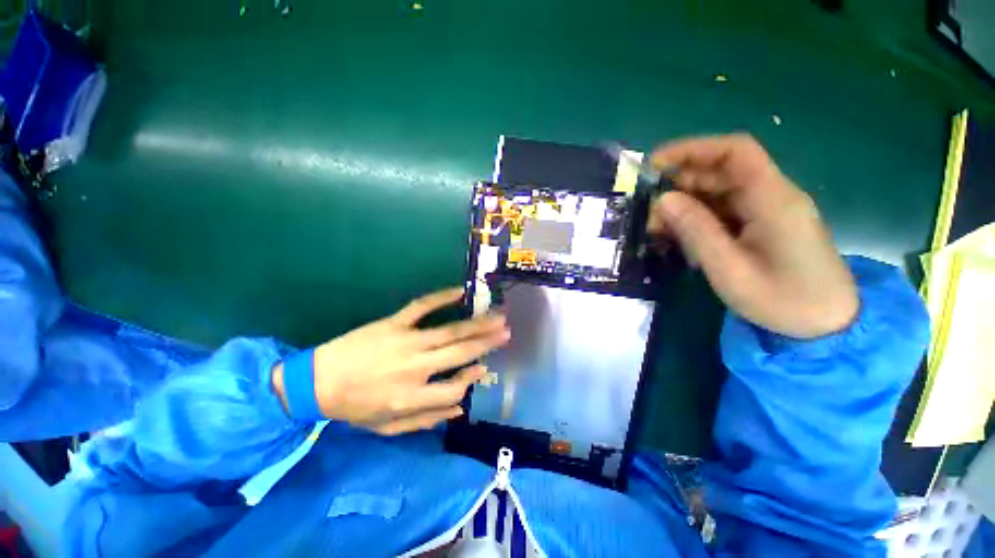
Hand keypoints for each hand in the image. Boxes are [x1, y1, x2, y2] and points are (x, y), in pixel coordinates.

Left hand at [273, 288, 509, 434]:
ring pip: (449, 332)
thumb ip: (426, 420)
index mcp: (410, 398)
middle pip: (459, 355)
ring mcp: (404, 342)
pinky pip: (421, 307)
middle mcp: (413, 369)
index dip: (470, 380)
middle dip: (487, 343)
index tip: (481, 369)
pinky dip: (441, 297)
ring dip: (476, 324)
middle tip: (507, 332)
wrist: (315, 383)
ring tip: (497, 316)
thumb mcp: (387, 428)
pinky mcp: (392, 323)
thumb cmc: (354, 407)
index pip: (454, 391)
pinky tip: (460, 291)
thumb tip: (460, 407)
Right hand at [647, 134, 857, 338]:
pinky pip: (722, 210)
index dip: (692, 150)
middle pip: (720, 171)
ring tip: (656, 228)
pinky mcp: (760, 224)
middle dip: (678, 184)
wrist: (827, 324)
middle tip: (647, 211)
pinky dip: (695, 218)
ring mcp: (766, 210)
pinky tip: (677, 236)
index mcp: (772, 199)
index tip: (654, 165)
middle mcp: (770, 195)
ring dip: (683, 204)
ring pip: (717, 192)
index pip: (734, 152)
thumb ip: (696, 231)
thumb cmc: (784, 301)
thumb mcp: (730, 270)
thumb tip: (662, 200)